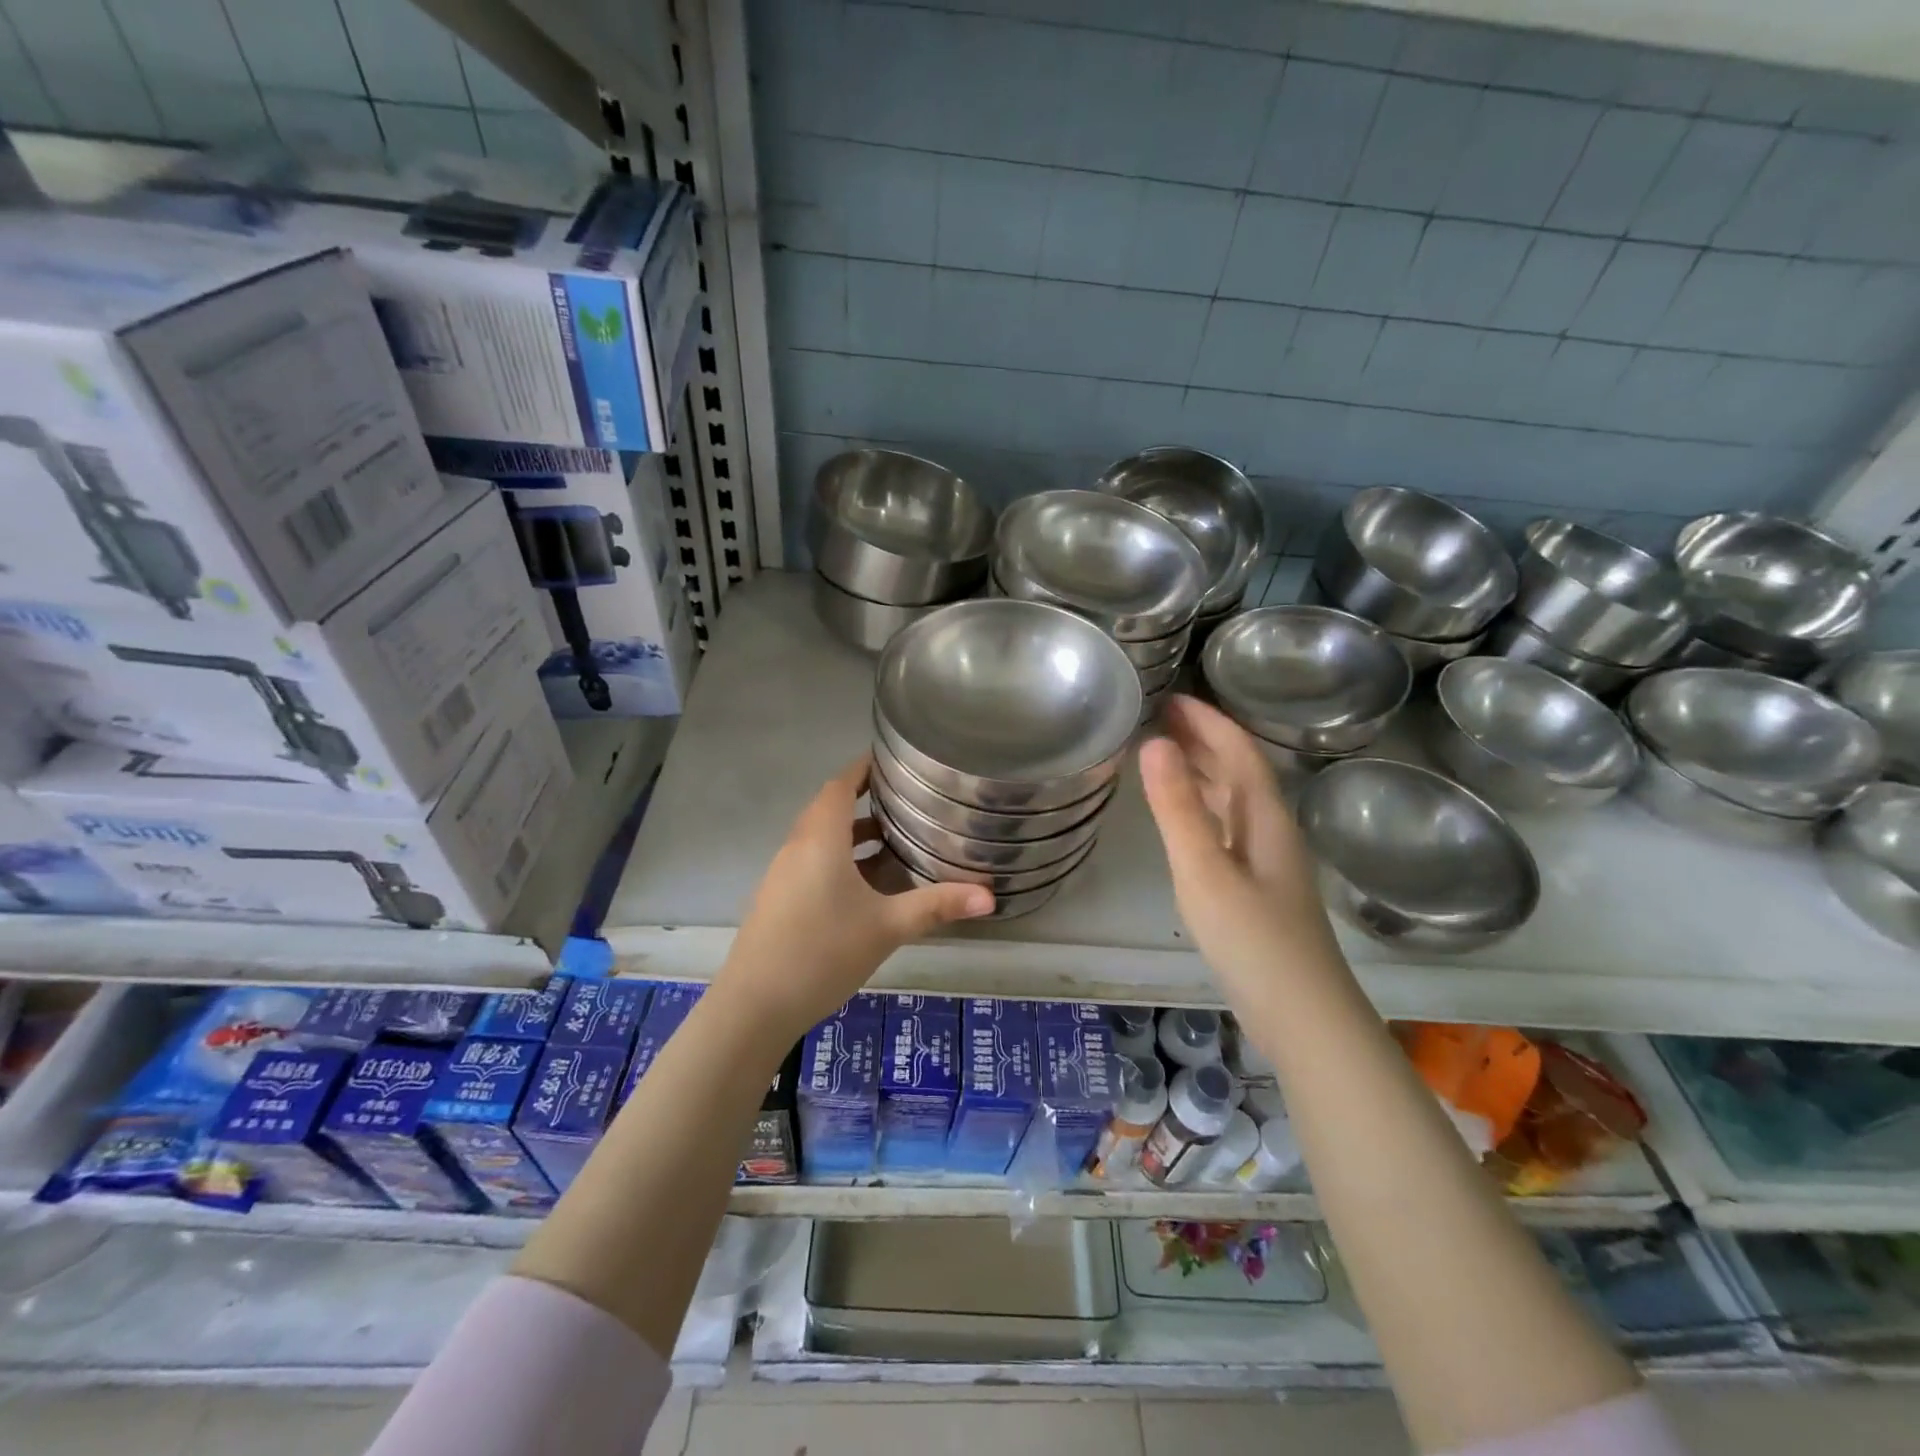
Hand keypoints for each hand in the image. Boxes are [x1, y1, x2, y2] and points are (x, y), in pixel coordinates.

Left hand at [712, 756, 992, 1041]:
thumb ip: (937, 906)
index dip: (864, 768)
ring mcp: (783, 874)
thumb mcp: (887, 927)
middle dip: (865, 799)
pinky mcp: (779, 899)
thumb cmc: (822, 953)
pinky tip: (868, 885)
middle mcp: (798, 847)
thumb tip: (990, 896)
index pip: (840, 785)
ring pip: (821, 838)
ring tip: (895, 838)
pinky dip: (841, 858)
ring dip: (853, 833)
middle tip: (905, 798)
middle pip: (829, 808)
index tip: (893, 760)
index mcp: (820, 839)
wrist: (754, 1006)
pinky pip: (813, 862)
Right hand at [1139, 695, 1340, 996]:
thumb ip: (1178, 808)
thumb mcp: (1204, 870)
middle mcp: (1273, 831)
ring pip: (1235, 802)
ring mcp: (1269, 863)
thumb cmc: (1253, 940)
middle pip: (1240, 772)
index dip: (1207, 721)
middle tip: (1159, 719)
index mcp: (1267, 818)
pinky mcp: (1259, 889)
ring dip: (1203, 773)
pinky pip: (1228, 829)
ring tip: (1164, 757)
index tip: (1171, 698)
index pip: (1239, 751)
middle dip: (1203, 741)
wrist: (1304, 1018)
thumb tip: (1155, 742)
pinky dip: (1203, 810)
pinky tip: (1185, 820)